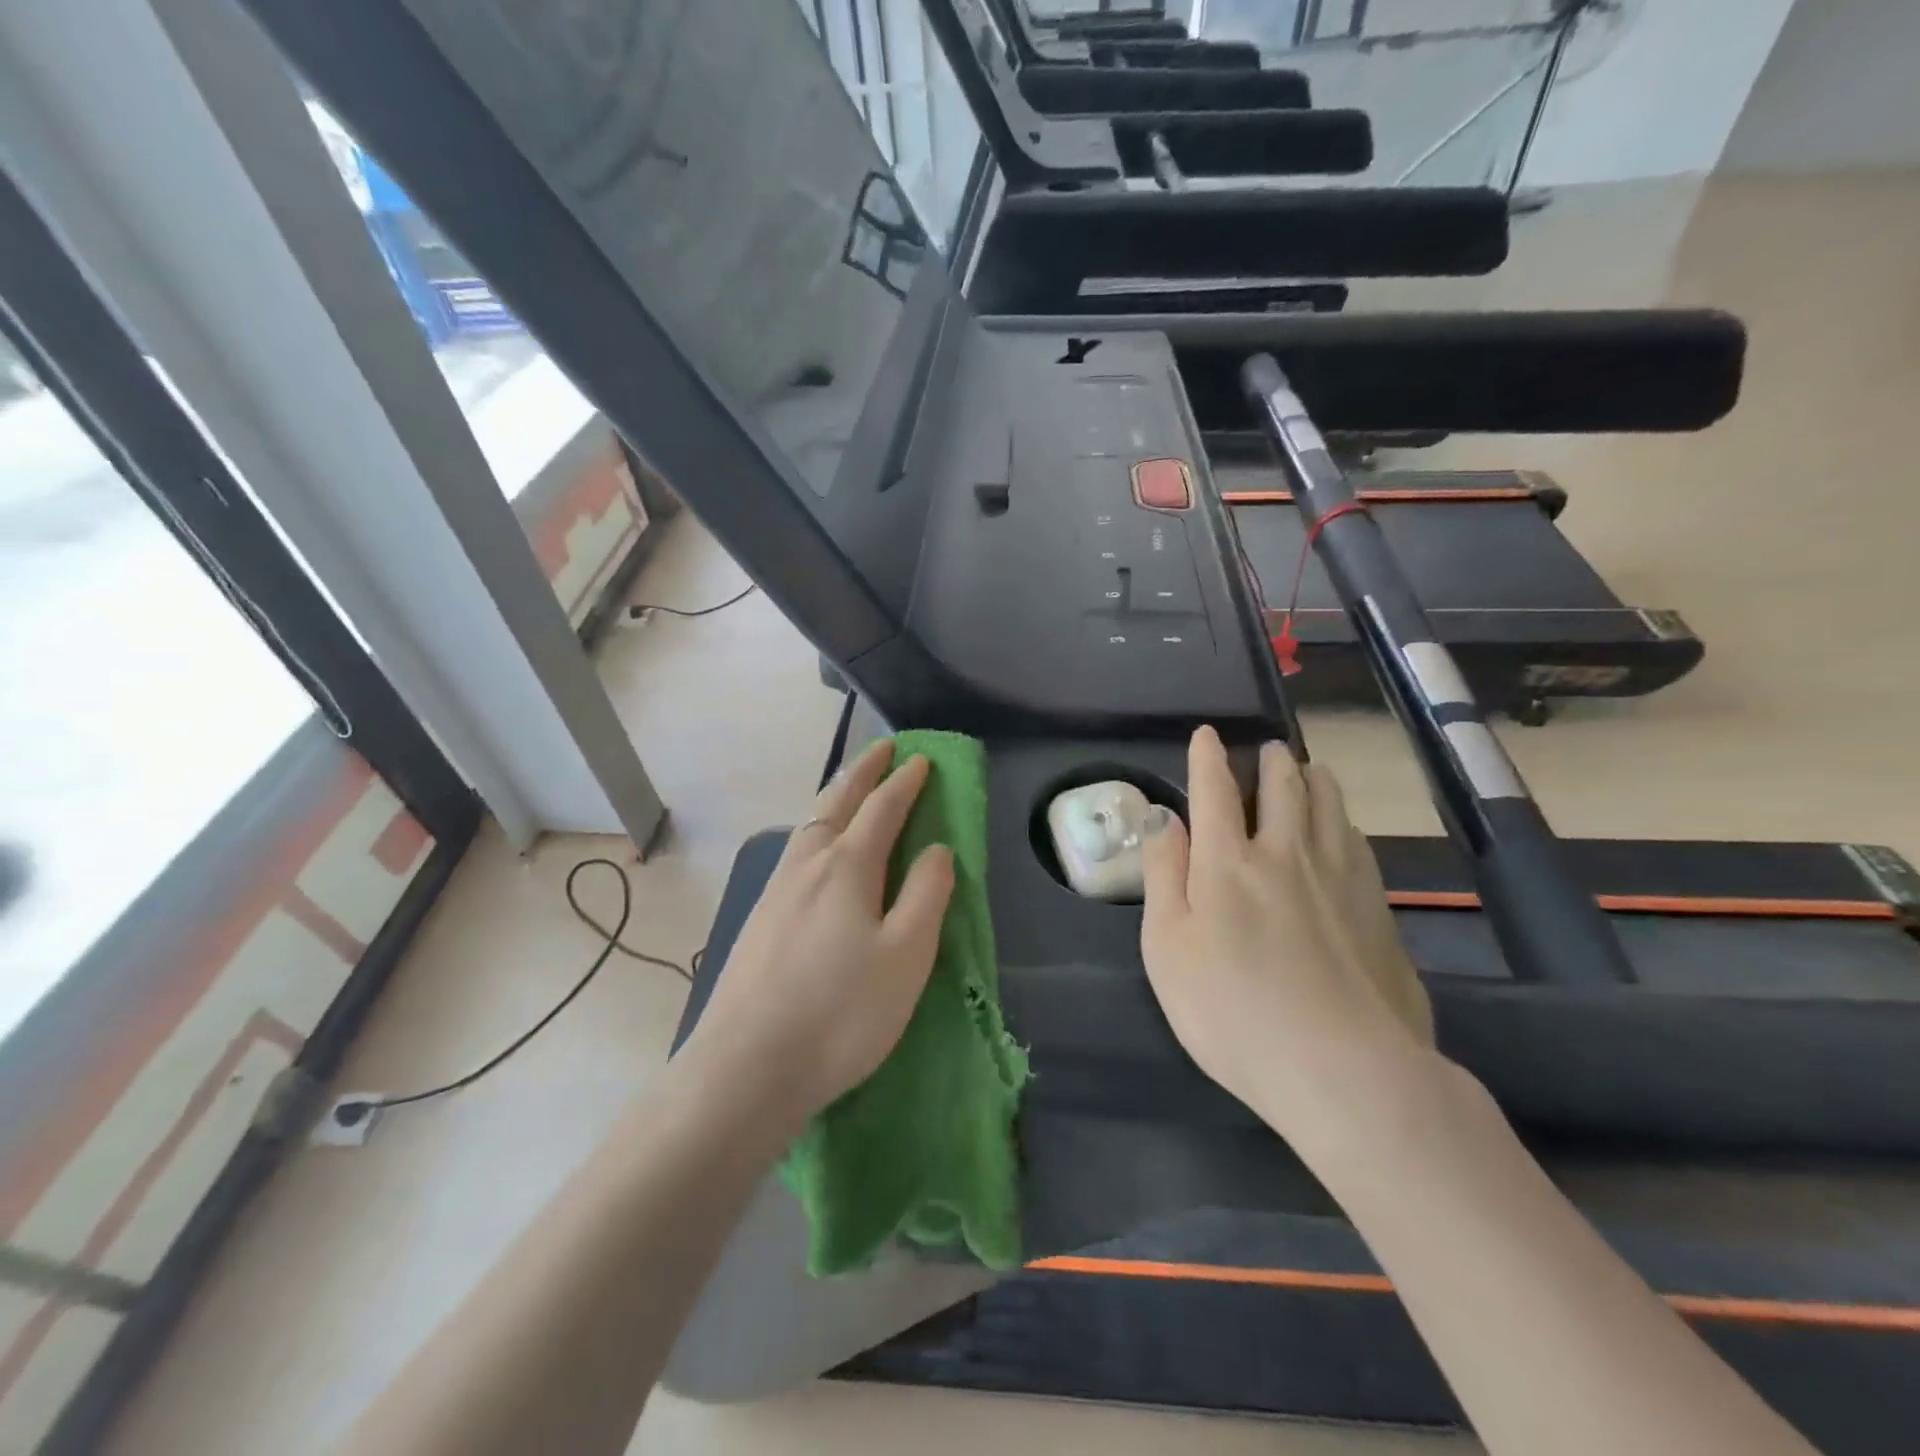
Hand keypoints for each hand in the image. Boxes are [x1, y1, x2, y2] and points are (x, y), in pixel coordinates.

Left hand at [682, 740, 953, 1140]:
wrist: (747, 1066)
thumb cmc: (841, 1012)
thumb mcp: (906, 955)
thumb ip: (926, 895)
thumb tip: (937, 848)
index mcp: (848, 866)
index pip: (883, 809)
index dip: (904, 782)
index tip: (921, 760)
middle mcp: (808, 864)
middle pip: (837, 803)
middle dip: (863, 772)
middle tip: (881, 748)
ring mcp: (776, 889)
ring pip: (809, 824)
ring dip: (834, 796)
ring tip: (848, 786)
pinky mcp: (758, 917)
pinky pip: (794, 849)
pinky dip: (814, 828)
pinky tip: (812, 847)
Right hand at [1139, 726, 1432, 1134]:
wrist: (1344, 1070)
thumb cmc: (1232, 1011)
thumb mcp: (1167, 947)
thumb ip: (1163, 875)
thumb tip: (1163, 817)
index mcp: (1227, 862)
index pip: (1215, 789)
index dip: (1208, 757)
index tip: (1207, 734)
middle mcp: (1286, 853)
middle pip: (1283, 786)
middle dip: (1271, 760)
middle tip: (1268, 749)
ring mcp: (1340, 878)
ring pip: (1330, 805)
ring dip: (1315, 779)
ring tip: (1309, 770)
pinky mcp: (1378, 909)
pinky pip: (1359, 842)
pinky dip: (1344, 821)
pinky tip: (1345, 830)